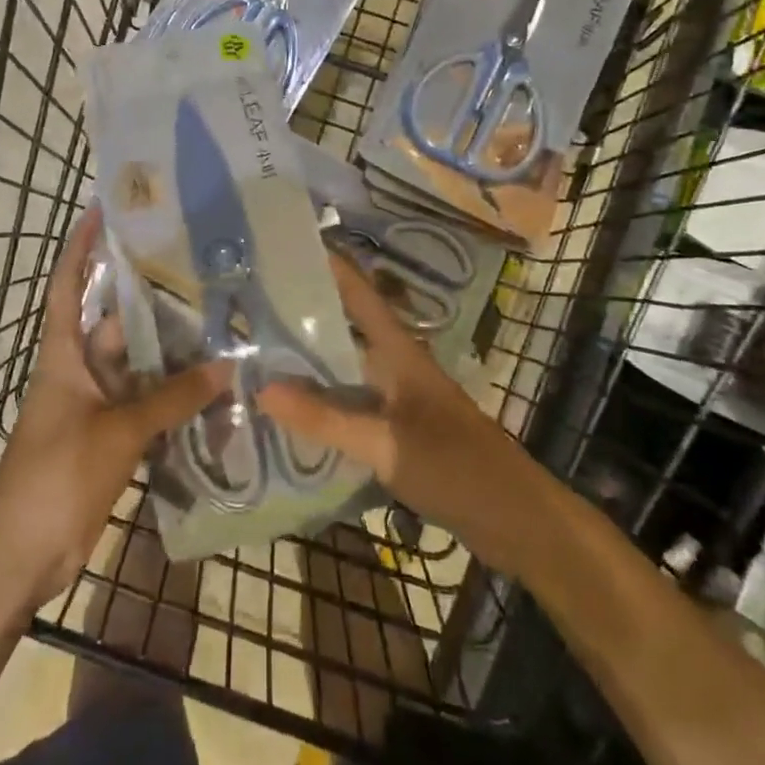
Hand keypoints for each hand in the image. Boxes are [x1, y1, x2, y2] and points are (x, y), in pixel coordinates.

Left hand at [0, 208, 226, 604]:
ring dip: (173, 358)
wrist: (22, 552)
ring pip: (141, 370)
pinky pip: (149, 408)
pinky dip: (176, 401)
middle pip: (118, 326)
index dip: (80, 246)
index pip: (69, 286)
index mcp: (64, 355)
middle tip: (202, 276)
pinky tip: (215, 391)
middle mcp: (81, 372)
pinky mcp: (112, 440)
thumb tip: (228, 366)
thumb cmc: (57, 473)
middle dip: (153, 304)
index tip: (101, 209)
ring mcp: (98, 407)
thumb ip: (173, 398)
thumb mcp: (118, 429)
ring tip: (221, 328)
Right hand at [258, 254, 537, 572]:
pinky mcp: (397, 429)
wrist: (516, 519)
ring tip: (255, 355)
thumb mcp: (386, 443)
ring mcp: (397, 398)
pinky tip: (290, 414)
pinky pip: (350, 404)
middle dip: (301, 315)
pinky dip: (321, 403)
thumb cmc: (457, 467)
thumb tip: (261, 388)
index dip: (328, 265)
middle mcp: (395, 366)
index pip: (359, 294)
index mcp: (399, 352)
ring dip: (307, 362)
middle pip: (344, 329)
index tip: (284, 245)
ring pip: (344, 369)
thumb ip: (326, 419)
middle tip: (249, 306)